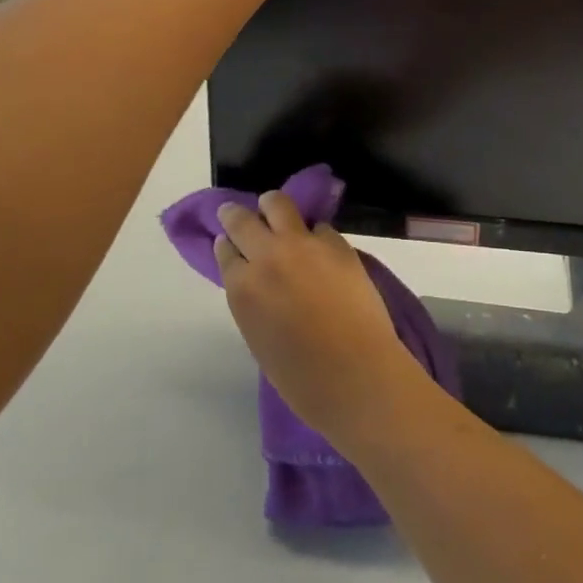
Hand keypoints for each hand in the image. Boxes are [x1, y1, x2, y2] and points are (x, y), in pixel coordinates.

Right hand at [214, 192, 428, 447]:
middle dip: (235, 215)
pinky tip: (317, 244)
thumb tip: (259, 283)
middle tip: (235, 213)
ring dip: (271, 206)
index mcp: (243, 289)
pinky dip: (313, 233)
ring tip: (273, 209)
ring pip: (278, 204)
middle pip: (243, 221)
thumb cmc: (302, 378)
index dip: (226, 245)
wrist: (355, 373)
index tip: (227, 242)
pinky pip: (318, 227)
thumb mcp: (260, 339)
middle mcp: (267, 256)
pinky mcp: (336, 242)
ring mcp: (303, 244)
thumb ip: (254, 302)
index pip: (226, 252)